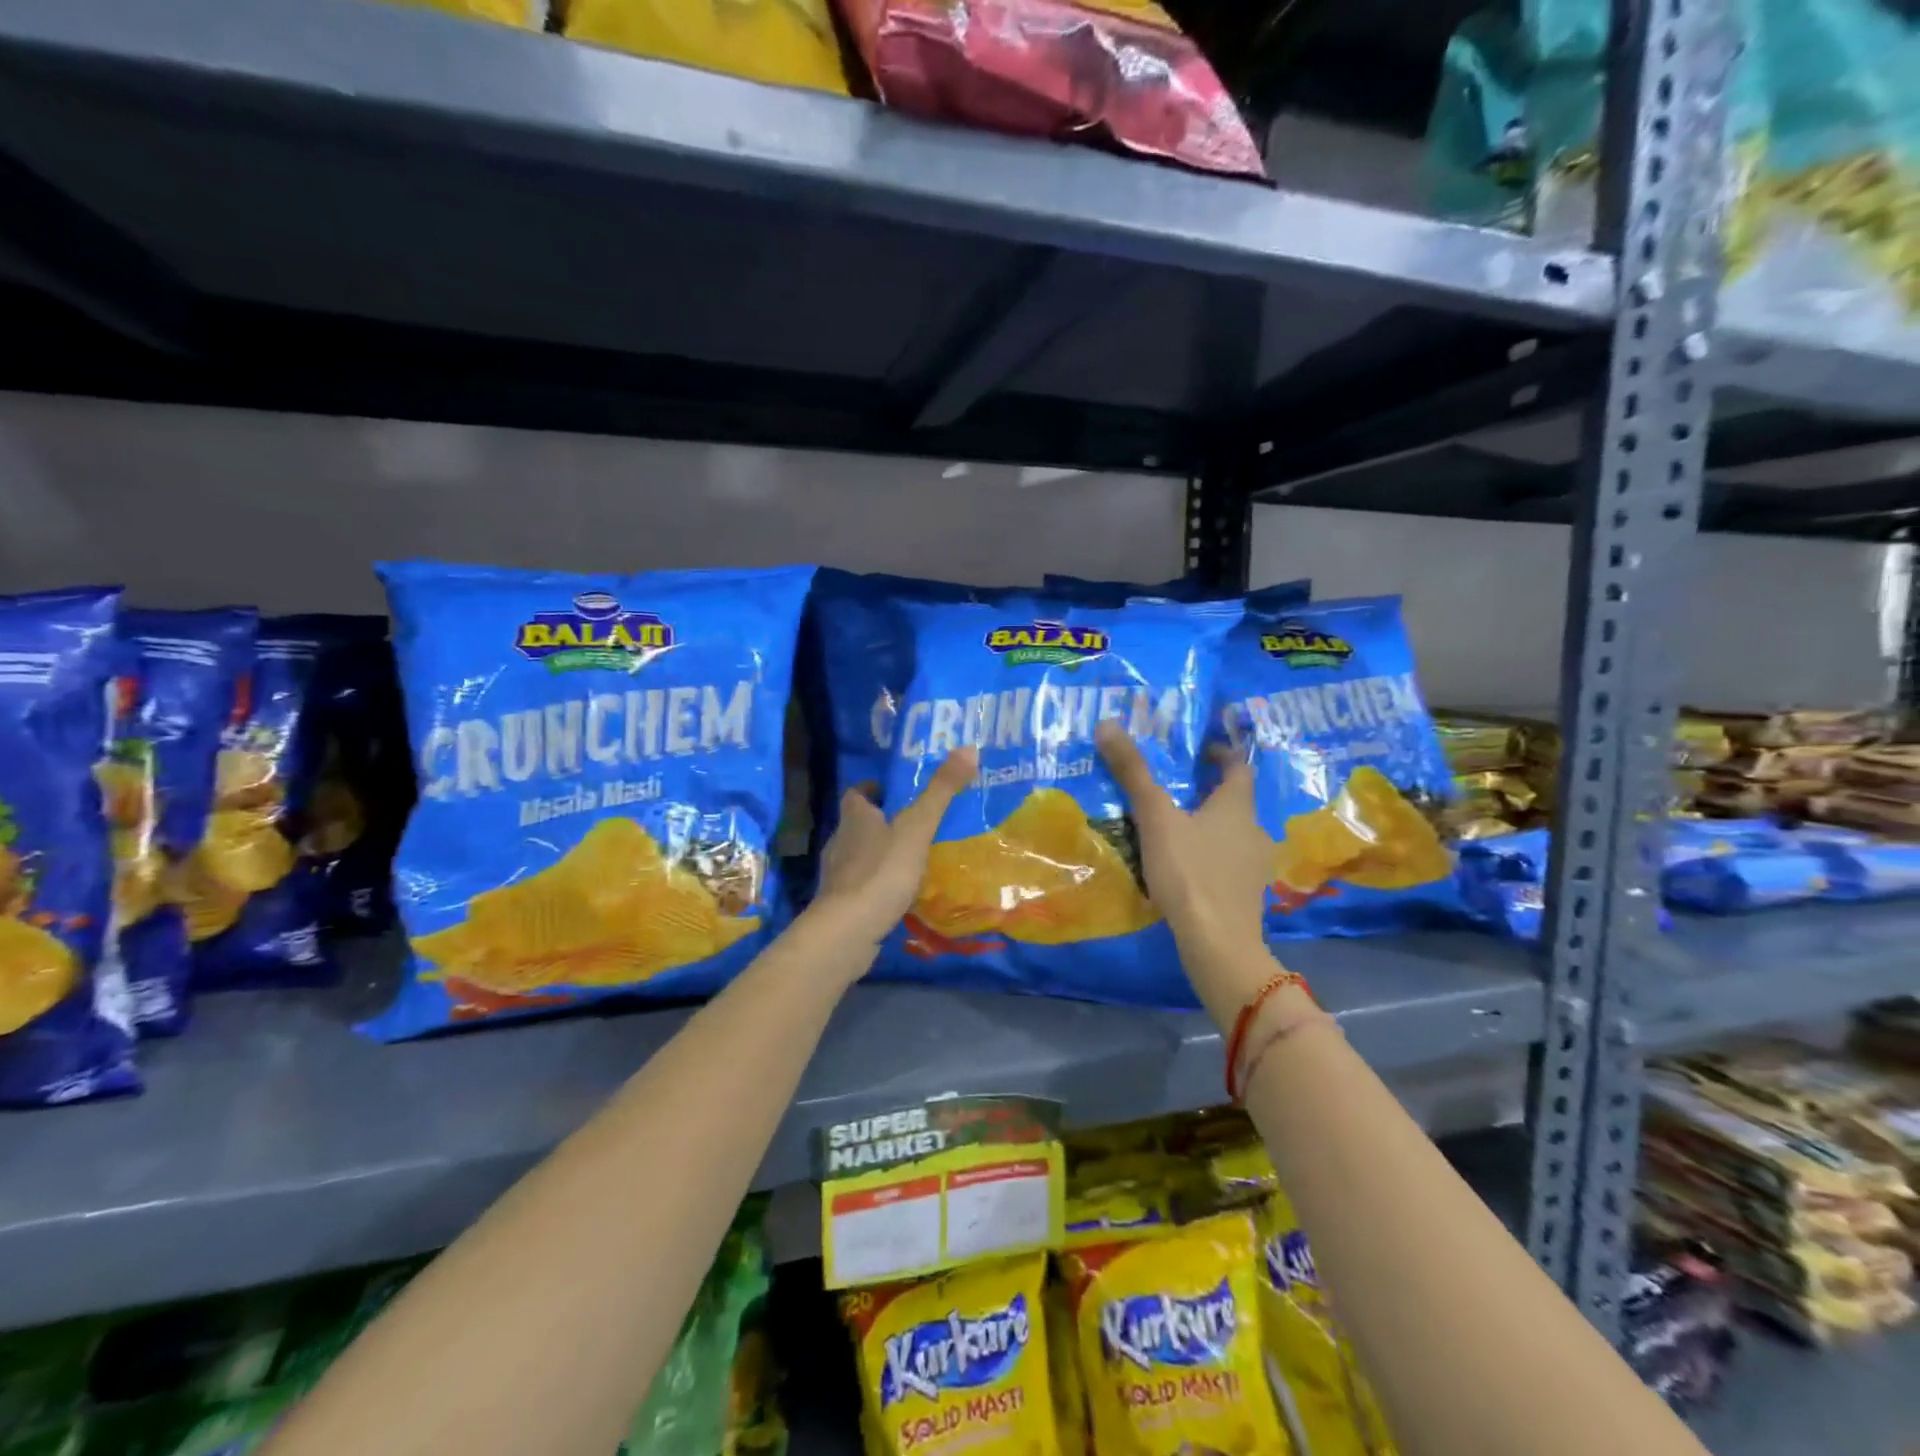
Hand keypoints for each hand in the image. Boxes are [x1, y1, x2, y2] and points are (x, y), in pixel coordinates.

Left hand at [808, 748, 977, 948]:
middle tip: (914, 824)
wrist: (847, 931)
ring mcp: (837, 875)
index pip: (856, 793)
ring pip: (859, 855)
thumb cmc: (882, 871)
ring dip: (880, 854)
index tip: (893, 790)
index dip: (872, 789)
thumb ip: (941, 791)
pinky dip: (878, 885)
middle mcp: (840, 841)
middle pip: (857, 824)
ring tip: (912, 859)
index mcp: (854, 818)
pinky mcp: (840, 904)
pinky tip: (898, 894)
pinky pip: (862, 886)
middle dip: (881, 822)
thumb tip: (968, 748)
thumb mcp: (918, 827)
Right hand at [1096, 722, 1271, 968]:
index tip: (1201, 751)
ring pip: (1232, 835)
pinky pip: (1228, 864)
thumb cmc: (1189, 872)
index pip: (1239, 768)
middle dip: (1209, 793)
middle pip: (1235, 802)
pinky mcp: (1246, 896)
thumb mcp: (1155, 819)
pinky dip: (1210, 858)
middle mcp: (1254, 830)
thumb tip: (1108, 723)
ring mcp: (1254, 866)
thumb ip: (1134, 773)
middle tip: (1176, 790)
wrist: (1217, 943)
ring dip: (1209, 828)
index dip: (1222, 755)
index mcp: (1237, 806)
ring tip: (1175, 830)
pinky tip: (1186, 870)